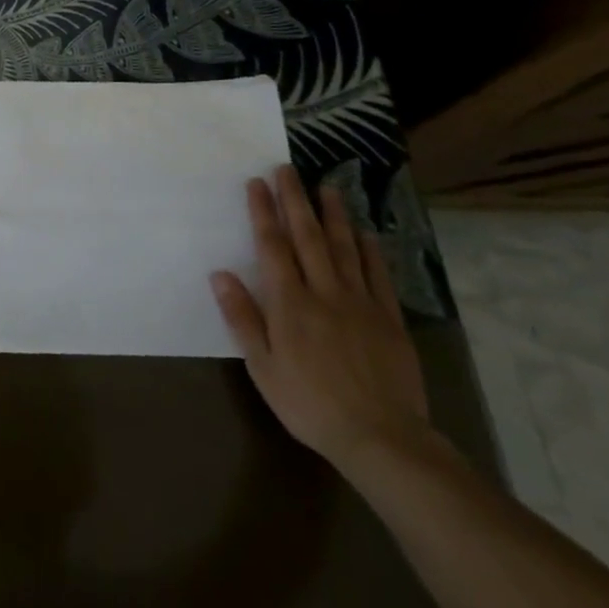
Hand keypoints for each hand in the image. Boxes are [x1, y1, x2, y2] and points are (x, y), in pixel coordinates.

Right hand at [210, 166, 433, 474]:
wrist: (381, 437)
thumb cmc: (309, 403)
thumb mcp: (262, 367)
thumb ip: (242, 318)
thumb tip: (220, 274)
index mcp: (290, 303)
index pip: (273, 246)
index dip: (263, 213)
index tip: (257, 183)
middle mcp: (324, 292)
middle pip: (308, 237)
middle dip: (295, 200)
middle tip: (287, 169)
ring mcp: (360, 302)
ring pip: (344, 248)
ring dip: (333, 215)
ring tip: (327, 187)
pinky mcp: (389, 319)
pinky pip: (378, 275)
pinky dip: (370, 251)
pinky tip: (365, 233)